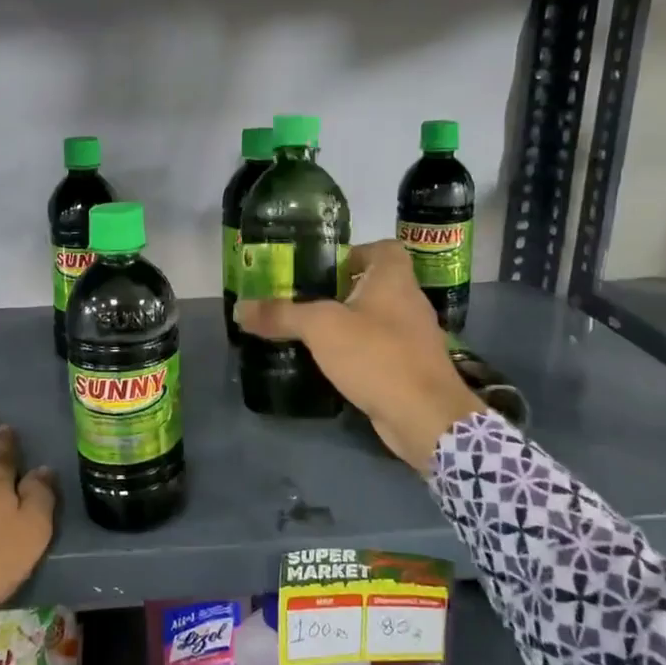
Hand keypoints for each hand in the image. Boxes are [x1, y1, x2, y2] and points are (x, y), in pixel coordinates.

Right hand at [235, 240, 484, 468]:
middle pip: (377, 284)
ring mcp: (415, 338)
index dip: (355, 252)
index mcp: (394, 279)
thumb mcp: (321, 328)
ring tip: (313, 333)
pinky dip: (361, 352)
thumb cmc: (376, 355)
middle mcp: (409, 302)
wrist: (425, 416)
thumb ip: (281, 315)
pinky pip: (382, 349)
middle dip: (343, 290)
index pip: (383, 248)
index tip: (323, 268)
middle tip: (305, 300)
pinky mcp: (413, 369)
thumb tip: (240, 308)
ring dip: (351, 323)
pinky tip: (335, 365)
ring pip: (379, 319)